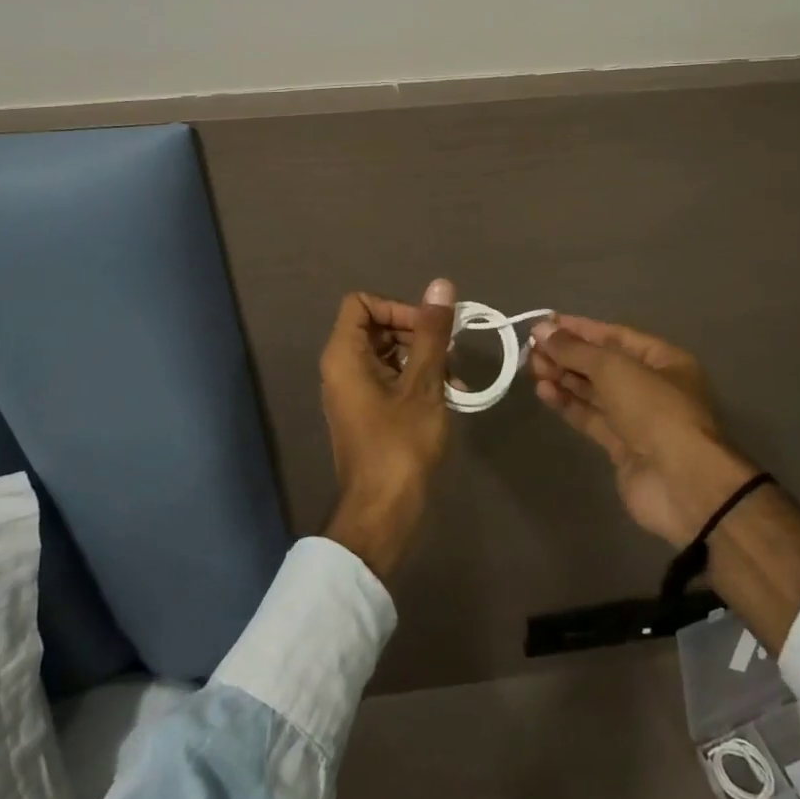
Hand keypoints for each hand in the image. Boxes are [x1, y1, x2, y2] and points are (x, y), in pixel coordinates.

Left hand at [319, 278, 456, 581]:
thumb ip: (432, 333)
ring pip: (389, 353)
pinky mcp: (367, 411)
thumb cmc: (401, 444)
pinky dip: (417, 380)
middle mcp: (341, 367)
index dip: (397, 307)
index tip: (429, 328)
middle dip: (418, 334)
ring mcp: (353, 391)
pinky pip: (390, 378)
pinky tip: (451, 396)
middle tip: (452, 354)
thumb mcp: (423, 383)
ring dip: (424, 359)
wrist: (383, 513)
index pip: (362, 303)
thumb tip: (441, 286)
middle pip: (377, 326)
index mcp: (344, 355)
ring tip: (457, 380)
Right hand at [529, 314, 756, 547]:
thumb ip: (575, 349)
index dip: (579, 329)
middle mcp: (652, 386)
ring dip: (564, 377)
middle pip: (602, 364)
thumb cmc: (654, 410)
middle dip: (568, 354)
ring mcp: (637, 419)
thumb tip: (541, 330)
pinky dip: (568, 403)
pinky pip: (591, 417)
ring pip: (594, 391)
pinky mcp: (622, 447)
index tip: (544, 324)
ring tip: (532, 367)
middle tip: (531, 348)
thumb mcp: (614, 368)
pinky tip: (544, 392)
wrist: (681, 484)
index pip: (615, 335)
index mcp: (663, 360)